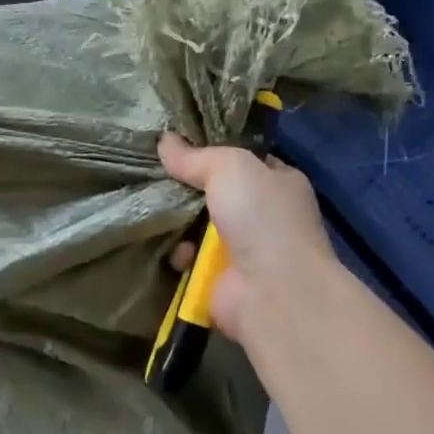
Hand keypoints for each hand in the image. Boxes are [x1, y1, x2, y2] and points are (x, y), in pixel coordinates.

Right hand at [159, 133, 342, 351]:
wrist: (273, 293)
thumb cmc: (261, 218)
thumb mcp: (230, 168)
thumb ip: (196, 156)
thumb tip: (165, 140)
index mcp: (280, 182)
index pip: (243, 159)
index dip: (213, 150)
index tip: (177, 143)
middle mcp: (265, 215)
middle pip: (216, 193)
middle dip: (187, 188)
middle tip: (153, 175)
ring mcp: (245, 250)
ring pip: (199, 227)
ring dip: (178, 222)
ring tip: (154, 211)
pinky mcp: (223, 279)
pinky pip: (192, 259)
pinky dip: (180, 256)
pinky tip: (174, 251)